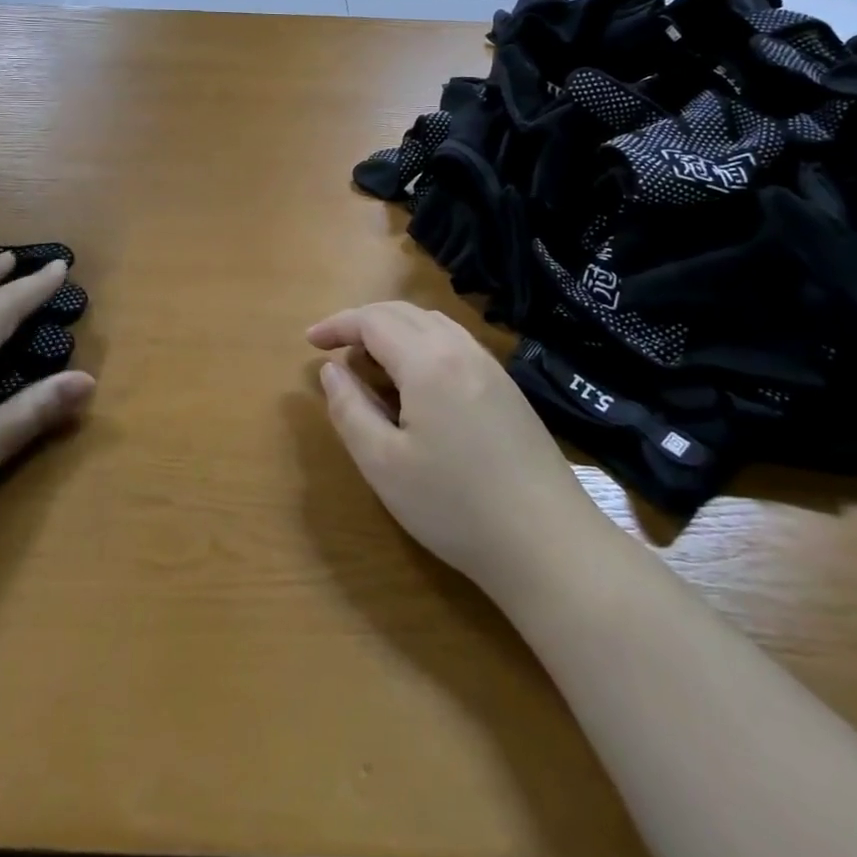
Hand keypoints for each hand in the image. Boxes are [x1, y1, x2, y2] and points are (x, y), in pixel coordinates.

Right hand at [308, 303, 595, 593]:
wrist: (548, 542)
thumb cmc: (455, 506)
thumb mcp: (383, 464)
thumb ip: (350, 409)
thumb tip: (331, 370)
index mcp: (428, 361)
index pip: (372, 320)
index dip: (337, 325)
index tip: (309, 342)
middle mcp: (460, 348)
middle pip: (402, 313)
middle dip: (362, 322)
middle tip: (335, 350)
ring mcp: (489, 365)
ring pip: (431, 324)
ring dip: (393, 330)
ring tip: (370, 363)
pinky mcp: (506, 386)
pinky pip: (454, 342)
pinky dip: (421, 344)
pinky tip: (416, 381)